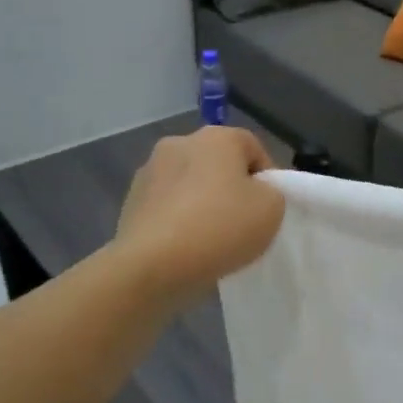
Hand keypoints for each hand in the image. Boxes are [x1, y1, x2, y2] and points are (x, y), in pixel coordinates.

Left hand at [114, 127, 283, 305]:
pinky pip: (168, 205)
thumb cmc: (220, 228)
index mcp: (216, 137)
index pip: (253, 147)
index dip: (267, 177)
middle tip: (243, 221)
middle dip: (231, 187)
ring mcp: (149, 171)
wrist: (152, 265)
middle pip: (218, 163)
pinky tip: (187, 246)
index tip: (269, 207)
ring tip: (212, 238)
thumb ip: (272, 192)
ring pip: (190, 184)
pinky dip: (179, 219)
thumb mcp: (272, 209)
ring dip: (202, 202)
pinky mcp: (130, 200)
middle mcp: (179, 143)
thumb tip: (254, 193)